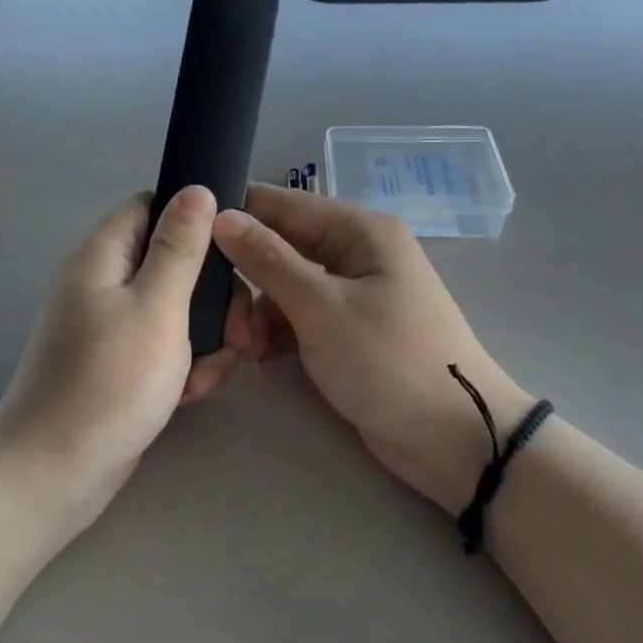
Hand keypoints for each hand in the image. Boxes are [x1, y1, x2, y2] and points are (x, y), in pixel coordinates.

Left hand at [0, 186, 245, 545]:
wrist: (53, 475)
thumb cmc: (109, 382)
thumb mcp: (157, 307)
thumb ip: (180, 247)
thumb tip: (197, 188)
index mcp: (102, 256)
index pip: (151, 206)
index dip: (194, 218)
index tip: (234, 250)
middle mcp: (102, 284)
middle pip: (170, 261)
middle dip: (212, 292)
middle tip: (240, 330)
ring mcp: (108, 328)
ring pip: (174, 309)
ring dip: (205, 334)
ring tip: (216, 369)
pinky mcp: (118, 366)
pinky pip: (162, 347)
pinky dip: (184, 364)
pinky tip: (194, 393)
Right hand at [215, 184, 533, 514]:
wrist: (453, 439)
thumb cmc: (389, 361)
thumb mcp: (322, 307)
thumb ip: (268, 260)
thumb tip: (220, 215)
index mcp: (358, 230)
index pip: (280, 204)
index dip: (234, 218)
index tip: (189, 245)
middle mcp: (354, 251)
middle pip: (278, 247)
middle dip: (246, 280)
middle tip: (225, 322)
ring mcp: (352, 292)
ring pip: (283, 286)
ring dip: (258, 314)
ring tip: (247, 351)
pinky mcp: (347, 329)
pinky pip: (298, 317)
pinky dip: (278, 334)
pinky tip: (264, 361)